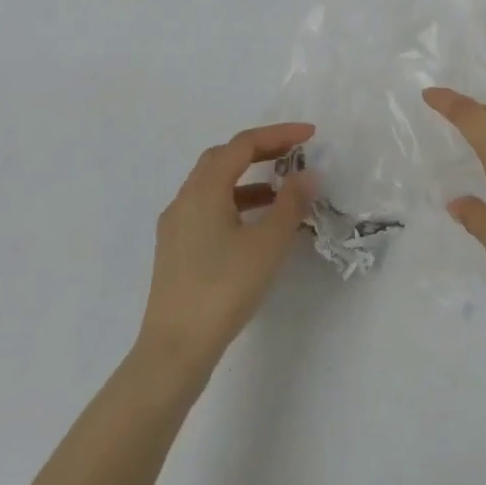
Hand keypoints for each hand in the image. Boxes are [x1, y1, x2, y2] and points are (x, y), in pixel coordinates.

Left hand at [137, 122, 315, 370]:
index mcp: (204, 189)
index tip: (311, 136)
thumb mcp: (268, 243)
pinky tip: (256, 223)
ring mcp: (176, 225)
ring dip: (248, 177)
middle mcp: (185, 199)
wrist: (175, 350)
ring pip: (214, 184)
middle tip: (294, 154)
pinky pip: (208, 207)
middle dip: (260, 150)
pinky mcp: (175, 249)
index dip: (278, 134)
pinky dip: (235, 201)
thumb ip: (291, 203)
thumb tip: (307, 174)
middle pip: (223, 157)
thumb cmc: (224, 289)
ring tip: (281, 190)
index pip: (243, 144)